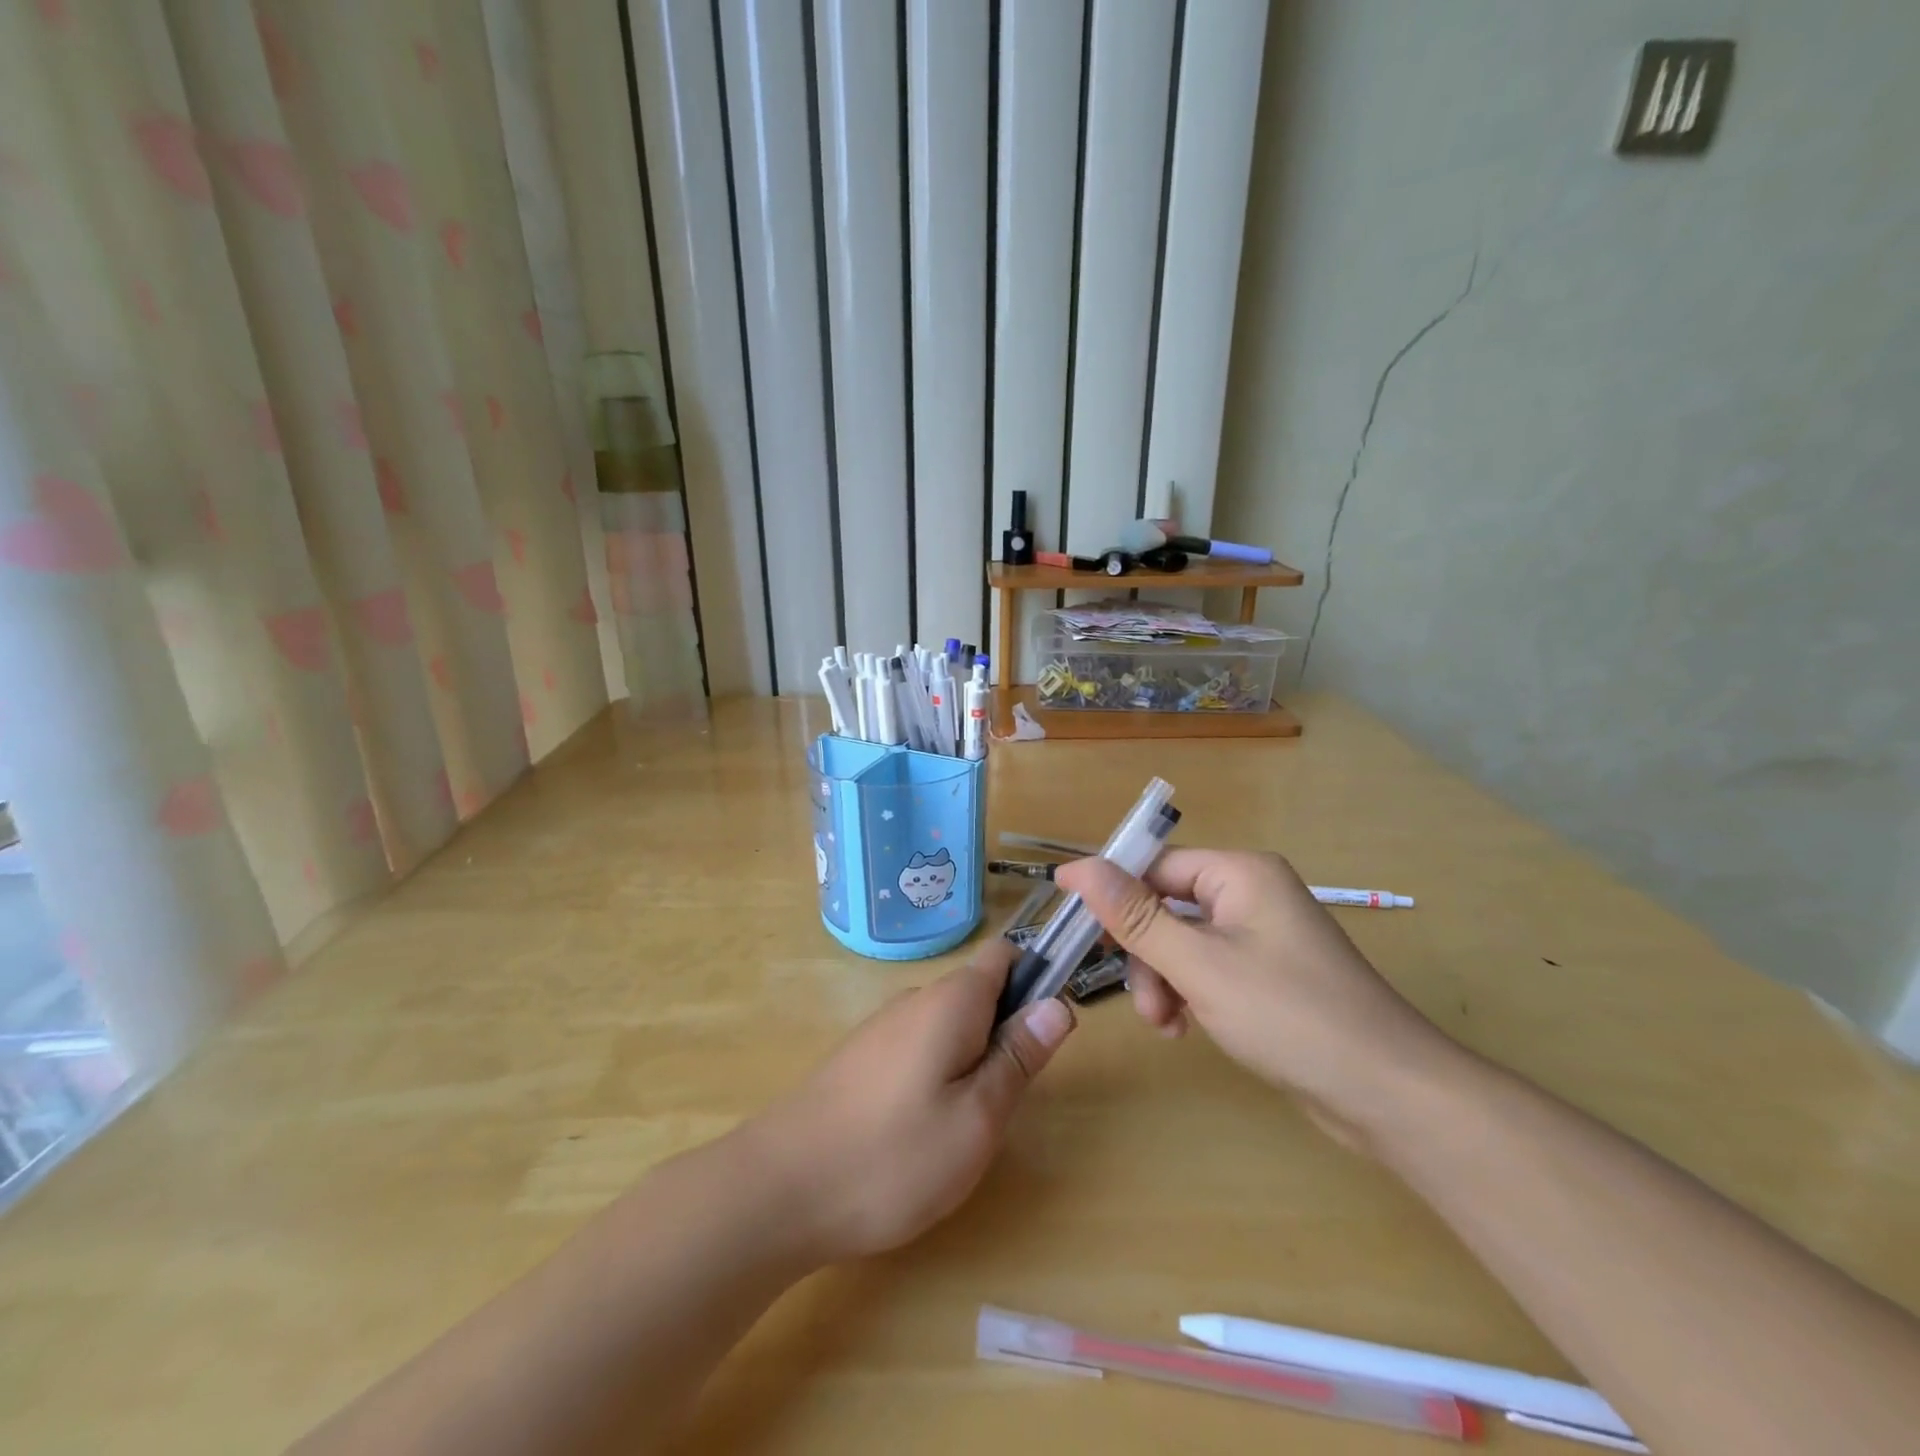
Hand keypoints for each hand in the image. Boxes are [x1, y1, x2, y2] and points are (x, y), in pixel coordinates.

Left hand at [750, 939, 1073, 1263]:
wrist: (780, 1189)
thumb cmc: (893, 1156)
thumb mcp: (977, 1117)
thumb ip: (1019, 1056)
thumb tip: (1059, 1004)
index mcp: (951, 1000)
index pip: (1005, 956)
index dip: (1036, 978)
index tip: (1046, 1032)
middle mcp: (915, 1000)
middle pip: (979, 993)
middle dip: (1004, 1034)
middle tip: (1004, 1102)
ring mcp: (883, 1028)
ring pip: (948, 1025)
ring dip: (971, 1060)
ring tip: (964, 1126)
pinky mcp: (861, 1058)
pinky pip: (918, 1048)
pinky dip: (936, 1075)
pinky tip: (920, 1131)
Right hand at [1056, 849, 1456, 1132]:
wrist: (1389, 1095)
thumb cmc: (1289, 1016)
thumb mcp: (1199, 964)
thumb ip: (1134, 916)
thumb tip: (1077, 868)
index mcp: (1240, 874)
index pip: (1155, 866)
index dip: (1112, 893)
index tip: (1073, 927)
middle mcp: (1251, 894)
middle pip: (1166, 907)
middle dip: (1145, 955)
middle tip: (1144, 1003)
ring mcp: (1261, 936)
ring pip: (1182, 943)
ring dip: (1163, 981)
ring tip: (1168, 1025)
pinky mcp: (1267, 974)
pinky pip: (1207, 968)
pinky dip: (1188, 994)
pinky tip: (1186, 1028)